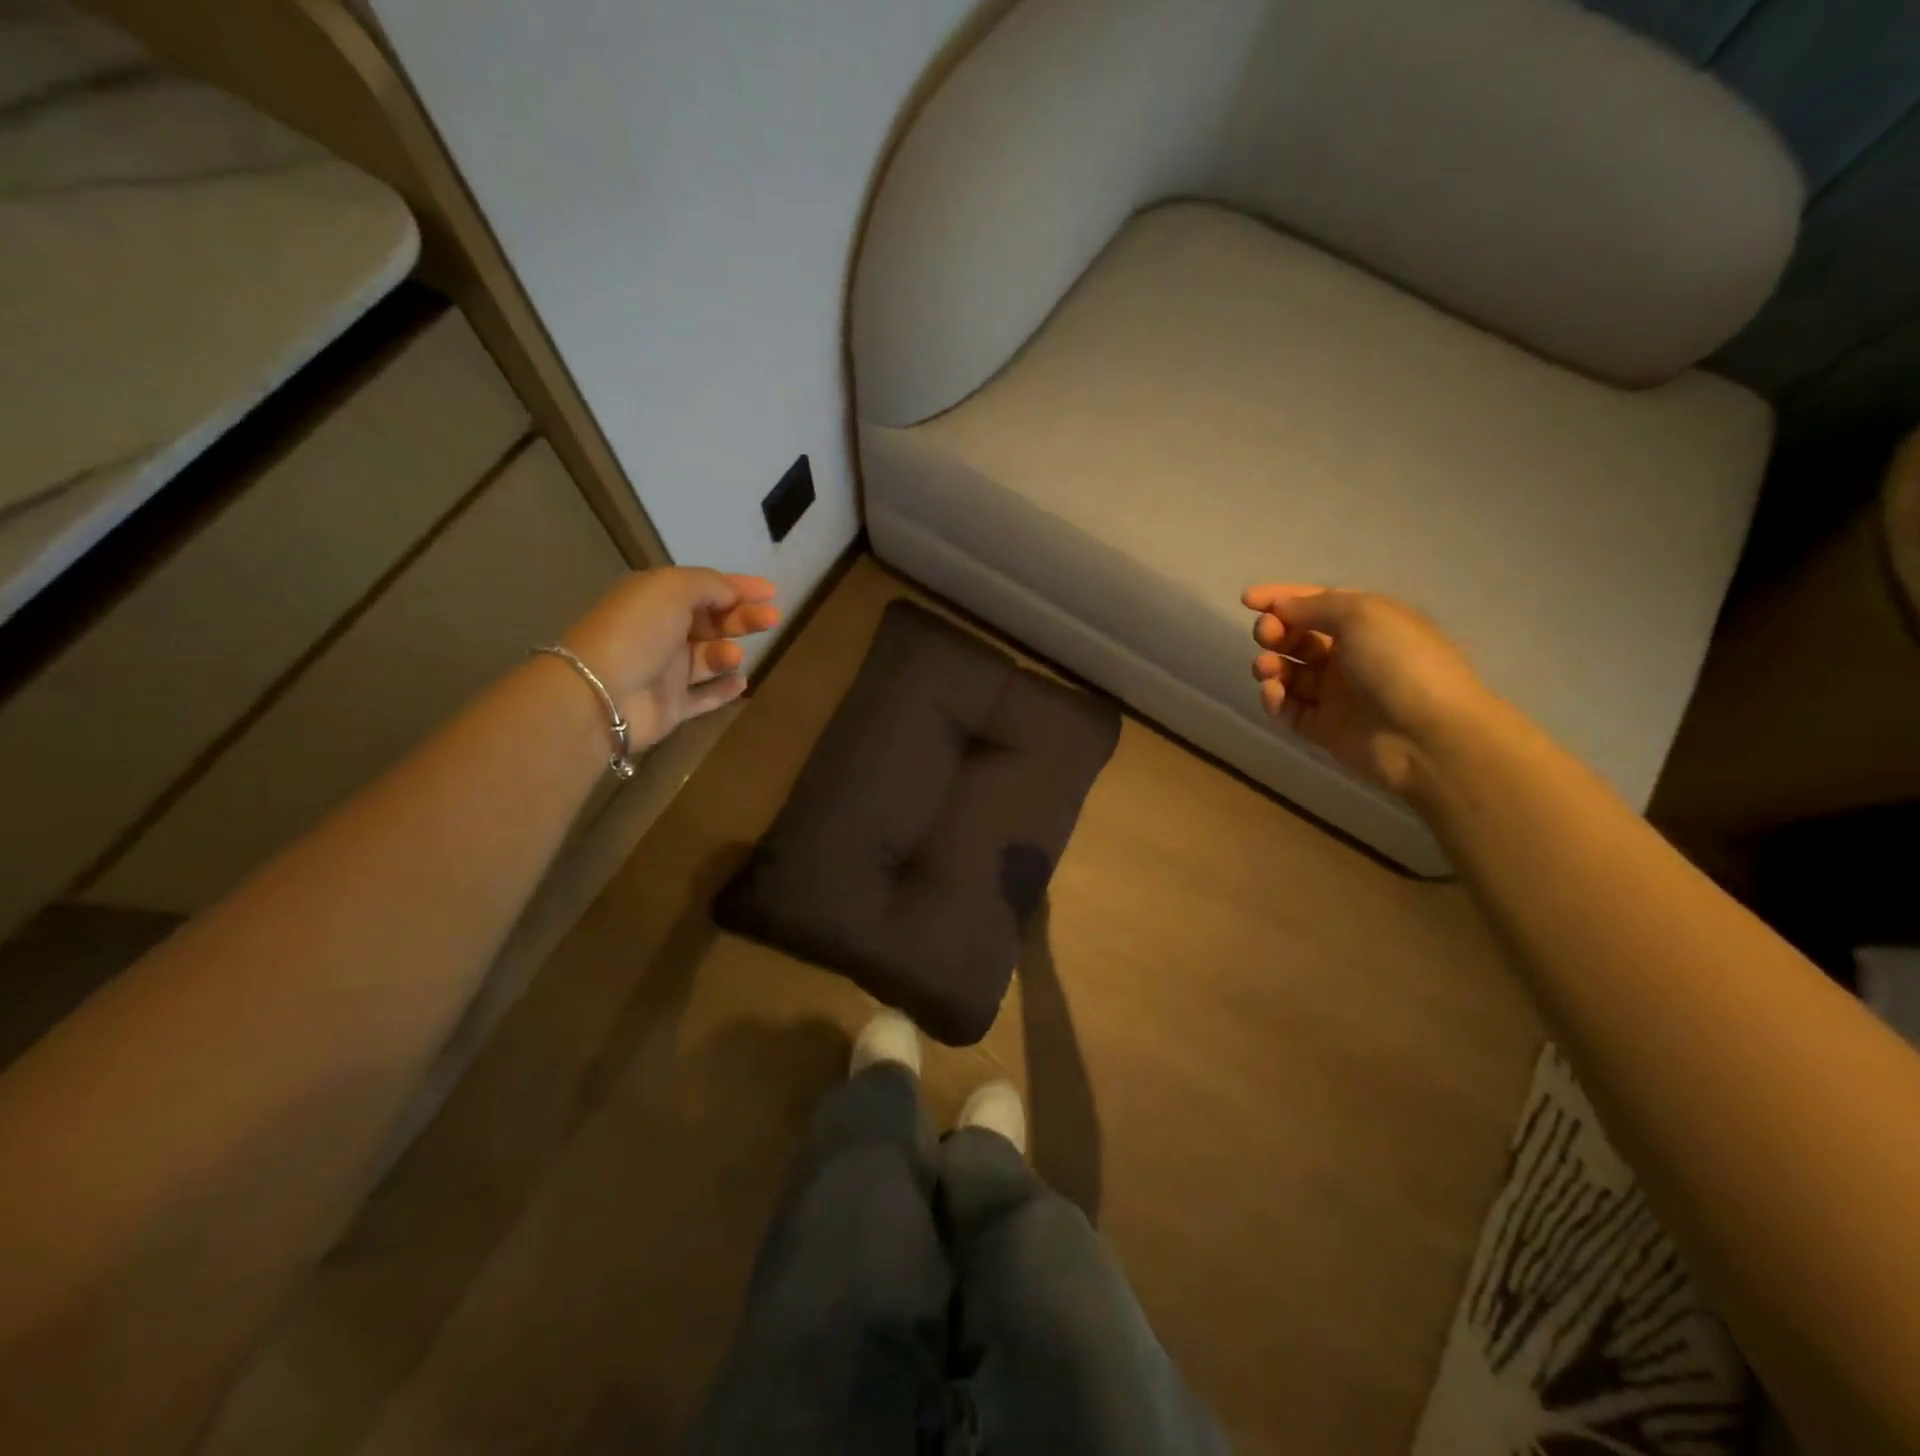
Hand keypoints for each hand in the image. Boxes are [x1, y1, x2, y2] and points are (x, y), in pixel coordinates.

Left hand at [562, 568, 780, 750]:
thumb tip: (732, 594)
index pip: (704, 588)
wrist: (601, 694)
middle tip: (772, 619)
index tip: (771, 591)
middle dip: (743, 618)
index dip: (738, 587)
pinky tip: (741, 682)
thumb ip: (709, 585)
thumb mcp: (673, 589)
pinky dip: (724, 689)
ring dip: (728, 654)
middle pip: (711, 622)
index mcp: (656, 599)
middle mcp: (661, 632)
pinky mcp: (672, 706)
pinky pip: (704, 697)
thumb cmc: (637, 631)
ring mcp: (666, 672)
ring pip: (709, 658)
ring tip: (732, 658)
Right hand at [1242, 584, 1493, 795]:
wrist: (1428, 736)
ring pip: (1289, 673)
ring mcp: (1336, 693)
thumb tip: (1281, 608)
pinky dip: (1275, 699)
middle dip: (1274, 632)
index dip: (1281, 598)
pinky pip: (1289, 708)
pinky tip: (1274, 695)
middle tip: (1265, 636)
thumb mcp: (1362, 614)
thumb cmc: (1400, 663)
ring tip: (1266, 670)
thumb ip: (1315, 606)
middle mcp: (1350, 655)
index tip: (1247, 600)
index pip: (1316, 603)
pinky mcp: (1323, 727)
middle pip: (1298, 637)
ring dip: (1270, 666)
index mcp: (1367, 623)